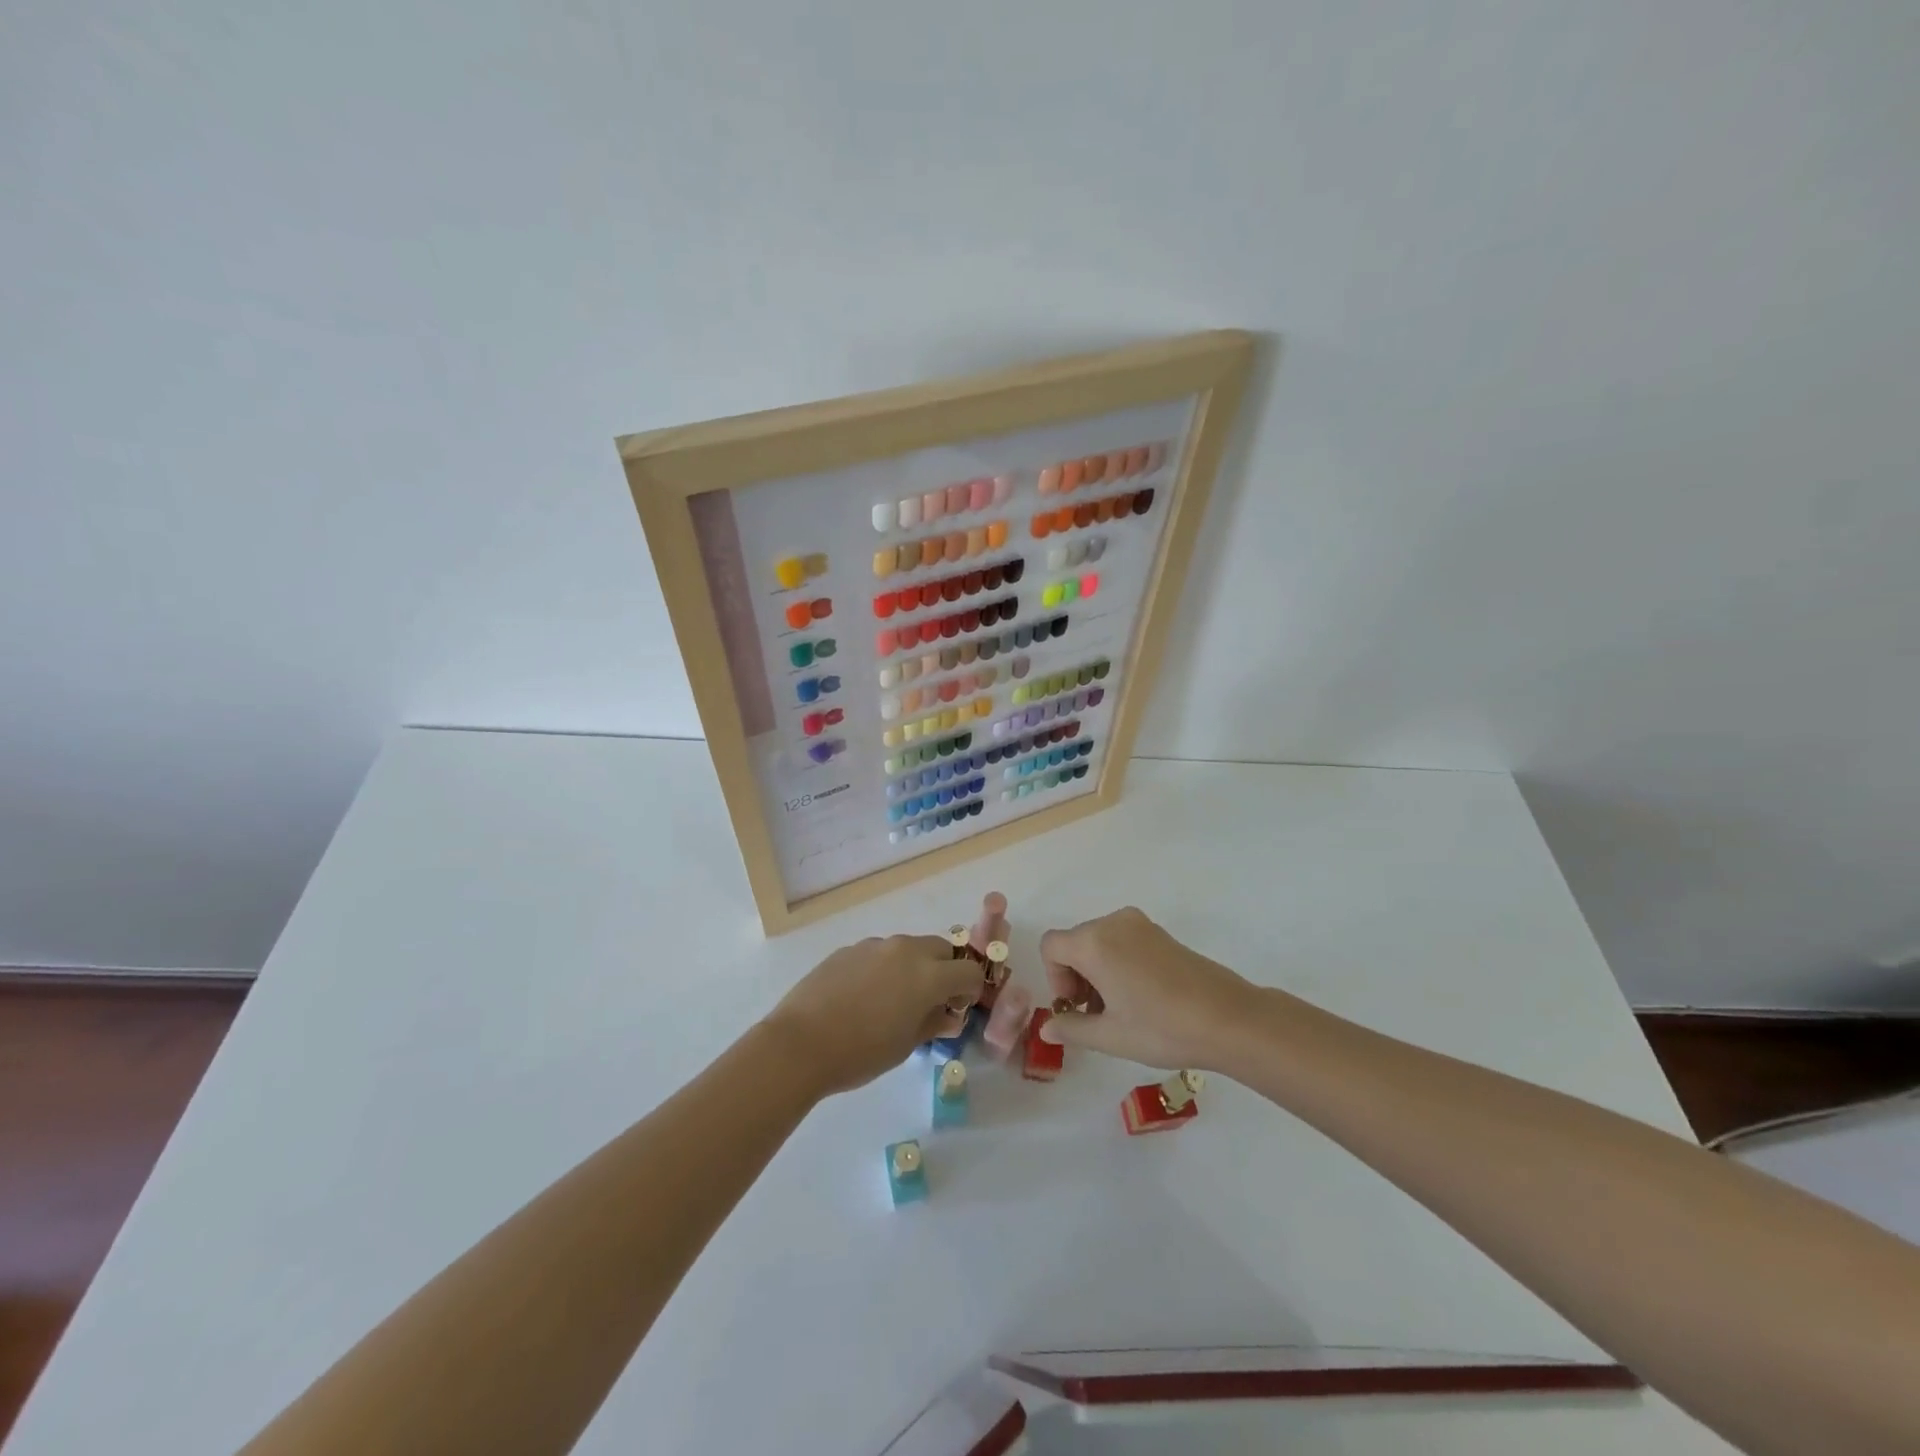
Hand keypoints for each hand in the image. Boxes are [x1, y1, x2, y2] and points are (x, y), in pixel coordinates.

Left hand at [763, 935, 981, 1097]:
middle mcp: (905, 950)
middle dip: (945, 970)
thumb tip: (948, 1016)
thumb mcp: (905, 1045)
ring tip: (894, 1000)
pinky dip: (884, 968)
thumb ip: (933, 1023)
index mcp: (928, 975)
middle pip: (941, 949)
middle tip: (931, 1000)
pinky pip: (879, 953)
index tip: (957, 1009)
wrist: (800, 1044)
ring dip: (913, 967)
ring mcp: (874, 946)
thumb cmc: (860, 1052)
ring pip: (908, 948)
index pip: (968, 971)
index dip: (970, 990)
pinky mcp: (849, 949)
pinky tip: (863, 996)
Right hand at [1038, 907, 1260, 1070]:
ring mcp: (1140, 925)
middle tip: (1096, 1015)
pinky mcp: (1160, 933)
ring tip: (1119, 1011)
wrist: (1229, 1019)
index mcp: (1094, 942)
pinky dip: (1118, 964)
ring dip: (1097, 972)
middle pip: (1075, 942)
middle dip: (1076, 977)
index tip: (1077, 1007)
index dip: (1055, 978)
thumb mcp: (1110, 1036)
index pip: (1051, 946)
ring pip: (1099, 942)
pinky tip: (1140, 998)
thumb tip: (1046, 1028)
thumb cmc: (1162, 1027)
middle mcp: (1113, 923)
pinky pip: (1122, 941)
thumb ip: (1072, 1028)